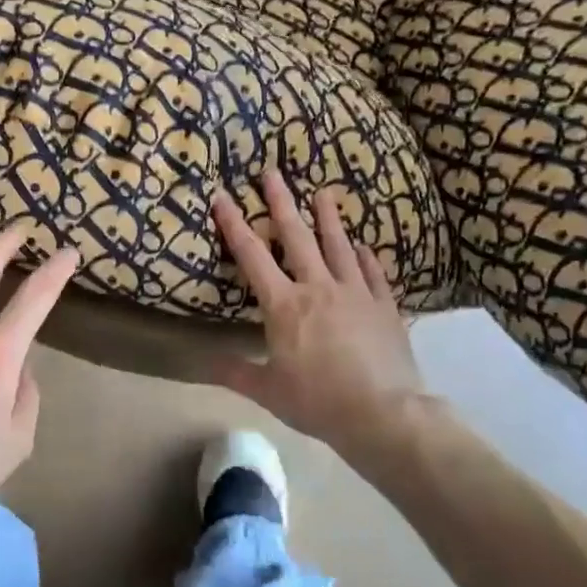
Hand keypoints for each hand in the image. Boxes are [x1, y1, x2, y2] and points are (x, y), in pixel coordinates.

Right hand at [211, 171, 431, 454]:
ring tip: (323, 192)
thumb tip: (203, 363)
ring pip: (337, 246)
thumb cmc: (318, 402)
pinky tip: (361, 246)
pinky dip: (364, 256)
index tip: (223, 197)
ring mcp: (355, 293)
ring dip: (327, 218)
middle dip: (281, 202)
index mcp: (284, 305)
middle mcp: (317, 287)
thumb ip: (235, 372)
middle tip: (273, 172)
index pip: (252, 256)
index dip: (234, 225)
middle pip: (296, 236)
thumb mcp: (268, 391)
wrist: (384, 414)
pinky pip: (372, 273)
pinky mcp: (384, 306)